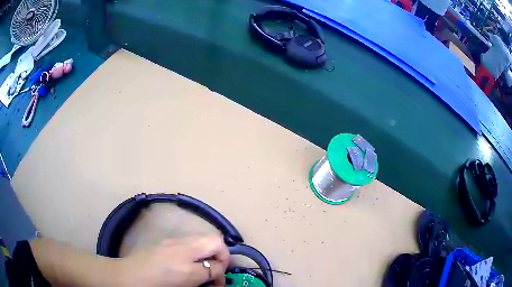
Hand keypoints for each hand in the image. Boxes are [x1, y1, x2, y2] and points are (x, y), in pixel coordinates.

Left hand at [119, 235, 229, 286]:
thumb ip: (207, 272)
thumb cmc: (158, 282)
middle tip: (214, 273)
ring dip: (208, 254)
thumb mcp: (187, 280)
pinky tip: (187, 265)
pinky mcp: (166, 242)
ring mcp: (173, 241)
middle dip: (220, 255)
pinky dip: (196, 252)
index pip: (218, 248)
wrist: (129, 276)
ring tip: (202, 270)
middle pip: (212, 239)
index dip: (224, 264)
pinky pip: (189, 243)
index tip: (219, 279)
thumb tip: (218, 268)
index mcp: (187, 254)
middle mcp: (181, 243)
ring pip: (201, 241)